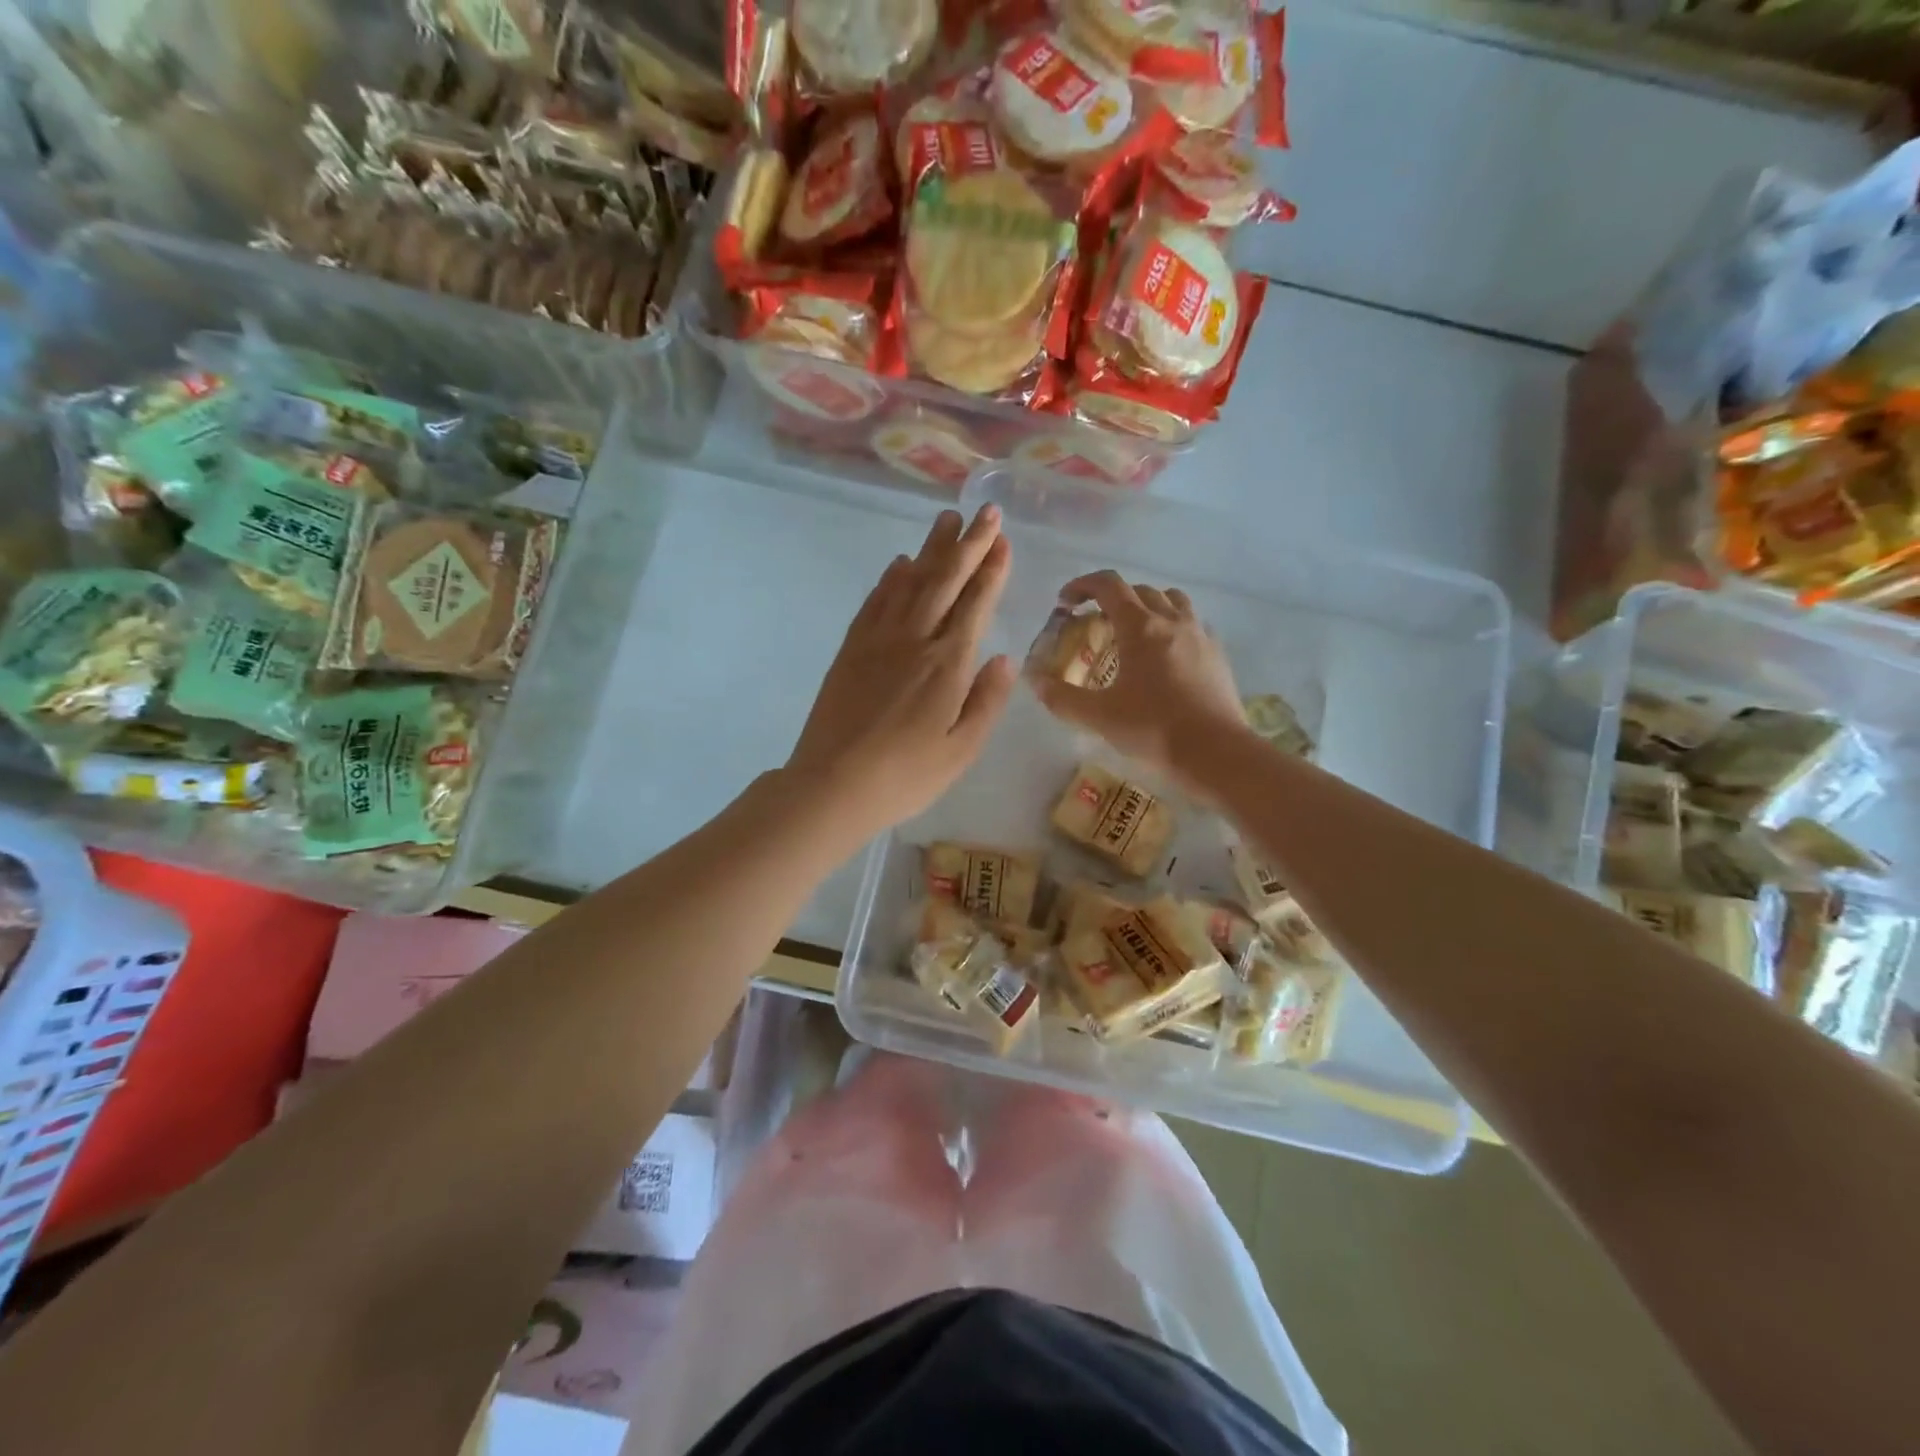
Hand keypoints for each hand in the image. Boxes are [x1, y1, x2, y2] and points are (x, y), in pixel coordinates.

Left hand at [787, 506, 1016, 839]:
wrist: (833, 785)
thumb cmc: (906, 775)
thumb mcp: (962, 750)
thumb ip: (986, 701)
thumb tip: (1004, 658)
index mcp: (948, 664)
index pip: (975, 604)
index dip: (991, 569)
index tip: (1002, 539)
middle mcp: (914, 640)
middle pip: (944, 581)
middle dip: (968, 544)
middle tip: (984, 511)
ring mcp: (877, 641)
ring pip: (909, 582)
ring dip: (930, 549)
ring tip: (945, 520)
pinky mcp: (850, 650)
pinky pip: (874, 602)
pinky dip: (890, 579)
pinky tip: (899, 563)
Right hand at [1030, 571, 1245, 785]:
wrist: (1215, 752)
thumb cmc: (1153, 729)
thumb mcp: (1099, 716)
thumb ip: (1062, 698)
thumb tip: (1036, 682)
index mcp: (1140, 627)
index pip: (1109, 586)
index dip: (1082, 586)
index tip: (1066, 603)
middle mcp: (1171, 621)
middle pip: (1139, 591)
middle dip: (1112, 600)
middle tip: (1095, 624)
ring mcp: (1200, 635)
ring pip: (1172, 601)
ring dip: (1147, 606)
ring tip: (1134, 633)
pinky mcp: (1217, 654)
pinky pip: (1193, 625)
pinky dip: (1173, 627)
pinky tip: (1166, 656)